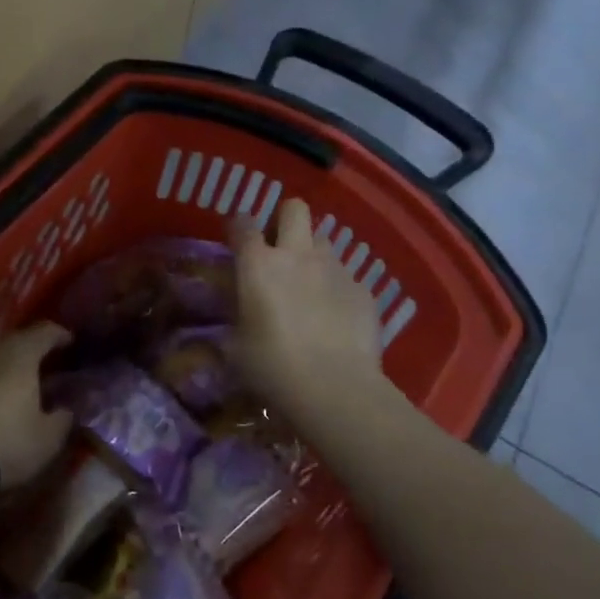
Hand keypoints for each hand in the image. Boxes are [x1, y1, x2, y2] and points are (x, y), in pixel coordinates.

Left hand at [0, 323, 73, 488]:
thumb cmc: (8, 439)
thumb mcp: (48, 437)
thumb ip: (62, 418)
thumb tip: (66, 409)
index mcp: (22, 350)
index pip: (46, 331)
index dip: (60, 335)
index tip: (69, 343)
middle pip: (14, 335)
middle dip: (29, 344)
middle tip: (42, 359)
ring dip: (3, 355)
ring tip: (14, 372)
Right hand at [232, 198, 388, 418]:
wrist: (335, 389)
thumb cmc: (272, 367)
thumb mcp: (236, 346)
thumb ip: (236, 317)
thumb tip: (238, 311)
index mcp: (258, 264)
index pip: (243, 222)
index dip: (238, 226)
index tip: (237, 239)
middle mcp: (297, 255)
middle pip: (294, 208)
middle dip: (285, 219)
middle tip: (278, 246)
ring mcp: (335, 269)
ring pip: (323, 240)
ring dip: (312, 254)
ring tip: (309, 283)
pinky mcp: (363, 290)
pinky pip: (346, 276)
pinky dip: (336, 287)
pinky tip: (334, 315)